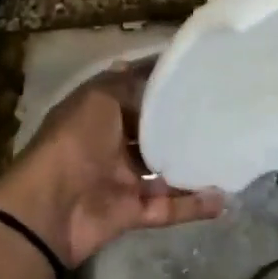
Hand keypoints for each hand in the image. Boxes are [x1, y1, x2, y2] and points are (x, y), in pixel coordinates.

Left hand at [0, 65, 222, 268]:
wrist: (49, 209)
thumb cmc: (74, 141)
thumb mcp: (98, 98)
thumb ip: (128, 84)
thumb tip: (151, 66)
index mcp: (98, 114)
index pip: (134, 93)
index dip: (160, 85)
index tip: (197, 75)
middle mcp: (110, 145)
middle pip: (152, 134)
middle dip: (181, 127)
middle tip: (221, 115)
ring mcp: (122, 180)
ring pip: (164, 172)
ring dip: (192, 167)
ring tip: (228, 155)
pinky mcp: (132, 212)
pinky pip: (169, 208)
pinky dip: (194, 205)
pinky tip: (224, 197)